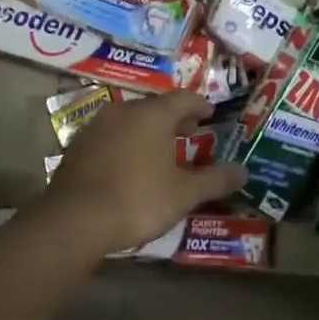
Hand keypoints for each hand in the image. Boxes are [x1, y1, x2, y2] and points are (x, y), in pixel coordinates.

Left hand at [42, 92, 247, 254]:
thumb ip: (215, 180)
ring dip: (148, 132)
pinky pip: (111, 137)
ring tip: (162, 151)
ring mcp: (96, 127)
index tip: (210, 114)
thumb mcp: (184, 194)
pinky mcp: (78, 147)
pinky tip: (131, 165)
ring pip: (130, 121)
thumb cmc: (138, 200)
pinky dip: (127, 144)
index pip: (183, 99)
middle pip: (155, 108)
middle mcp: (123, 111)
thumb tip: (244, 172)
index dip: (200, 106)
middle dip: (175, 119)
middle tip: (190, 133)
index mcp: (152, 115)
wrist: (74, 220)